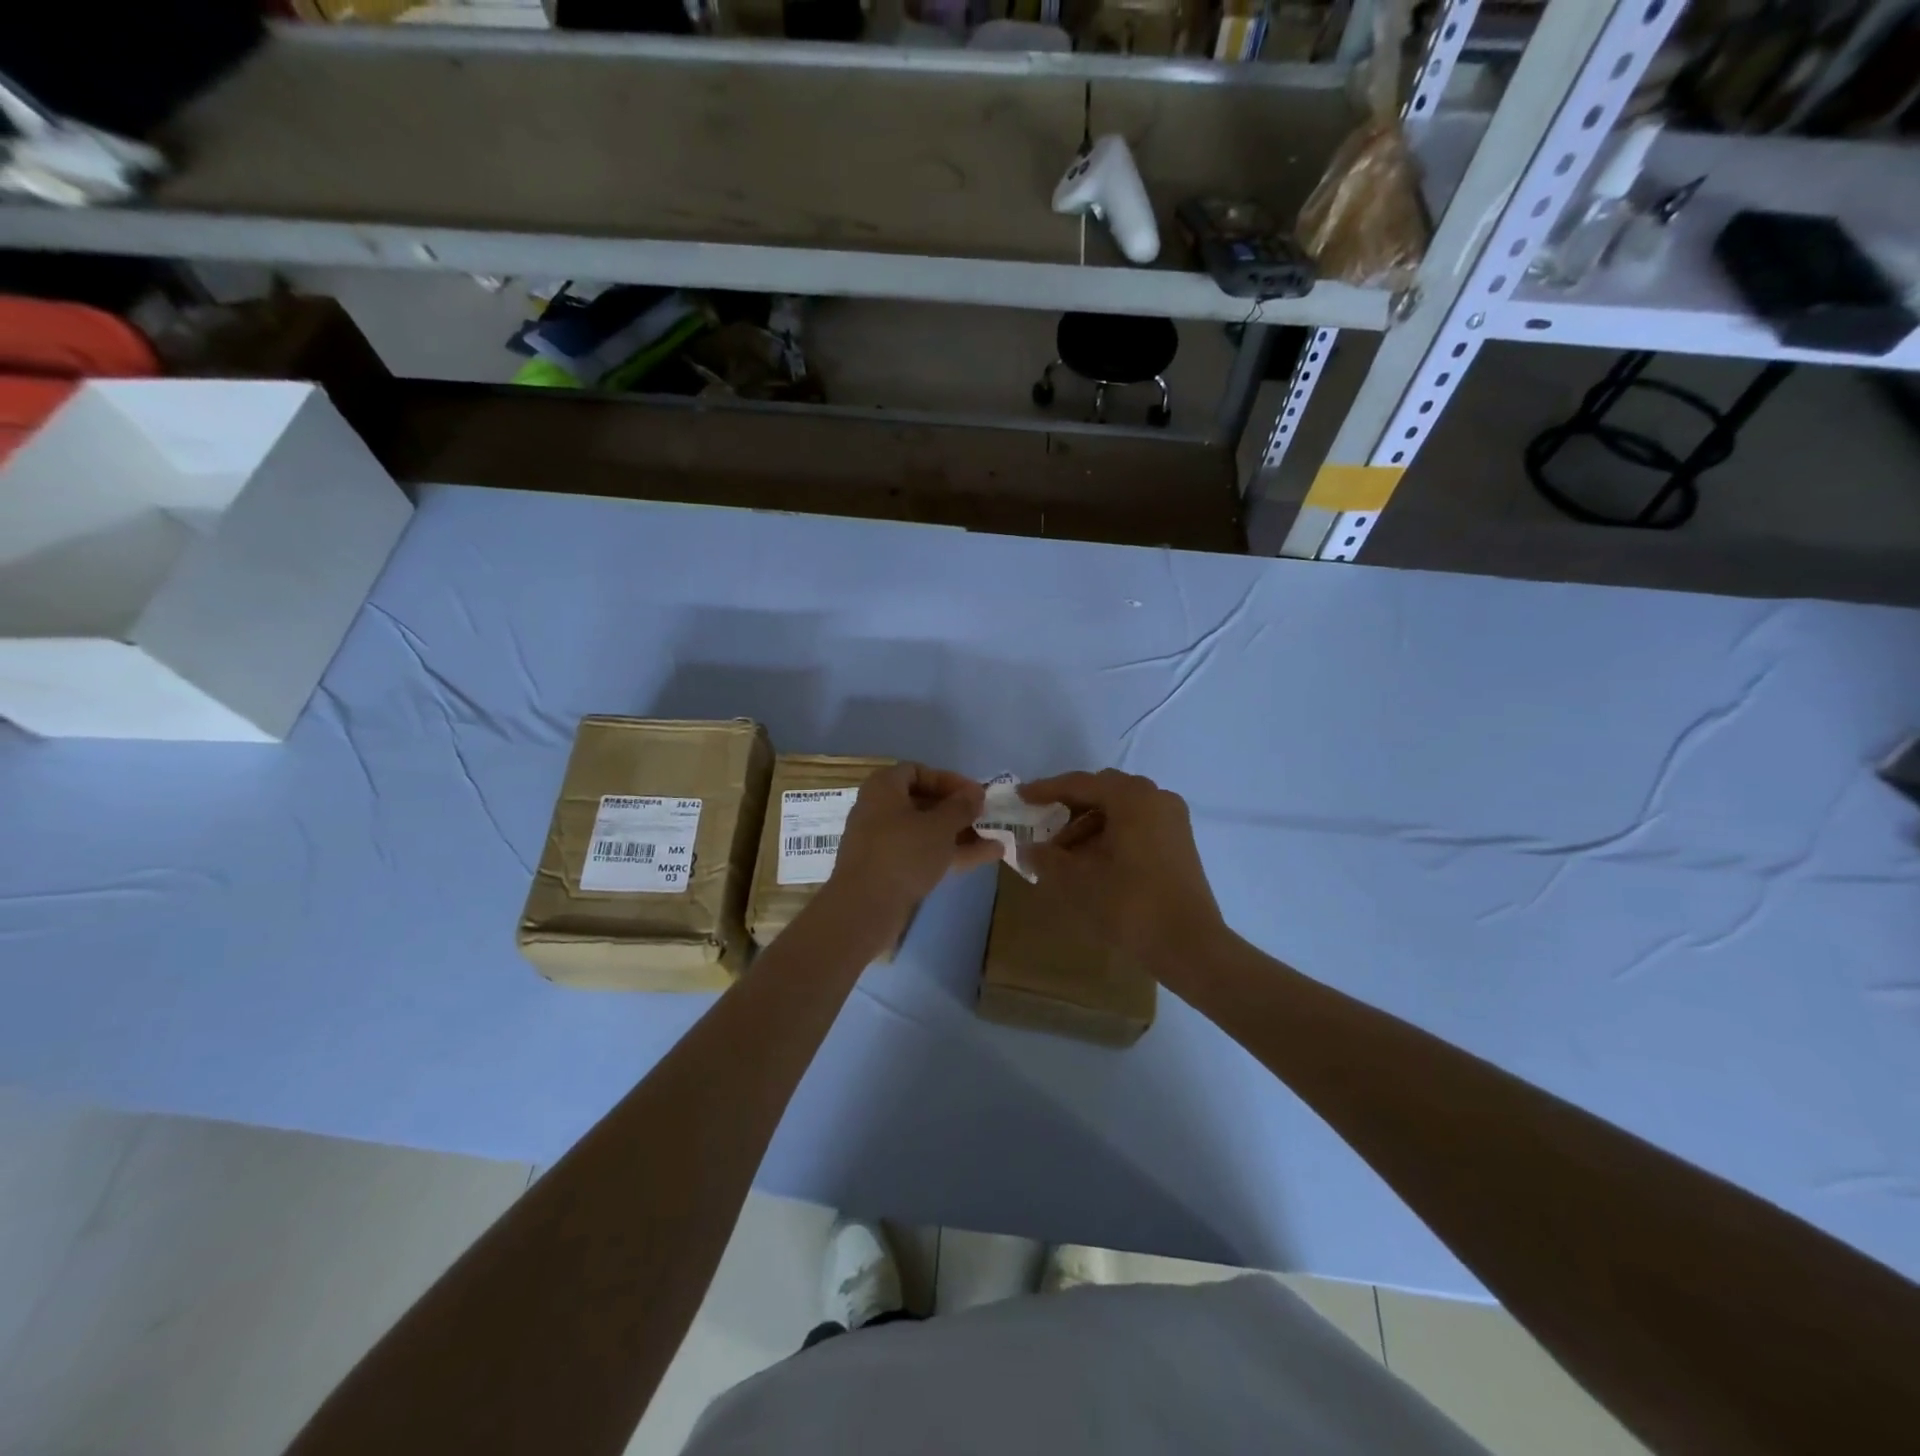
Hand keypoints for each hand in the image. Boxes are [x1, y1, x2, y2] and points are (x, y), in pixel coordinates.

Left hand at [829, 764, 999, 923]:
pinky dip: (949, 853)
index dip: (949, 780)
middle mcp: (878, 810)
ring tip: (995, 841)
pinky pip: (922, 853)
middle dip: (958, 811)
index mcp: (883, 788)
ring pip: (926, 831)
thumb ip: (961, 806)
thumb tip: (975, 792)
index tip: (975, 794)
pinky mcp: (888, 870)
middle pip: (923, 802)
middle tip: (985, 817)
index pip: (918, 771)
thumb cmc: (903, 854)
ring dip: (960, 834)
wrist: (864, 909)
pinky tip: (985, 858)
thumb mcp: (940, 826)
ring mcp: (882, 842)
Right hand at [1022, 769, 1227, 973]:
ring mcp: (1172, 820)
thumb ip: (1047, 858)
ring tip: (1065, 856)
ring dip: (1089, 825)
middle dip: (1070, 808)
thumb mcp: (1076, 880)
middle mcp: (1155, 798)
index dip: (1046, 790)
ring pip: (1120, 810)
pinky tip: (1093, 863)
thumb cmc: (1129, 904)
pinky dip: (1111, 835)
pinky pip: (1137, 825)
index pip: (1080, 784)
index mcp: (1131, 797)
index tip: (1021, 797)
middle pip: (1102, 792)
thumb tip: (1029, 848)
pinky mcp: (1179, 842)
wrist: (1189, 945)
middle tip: (1043, 827)